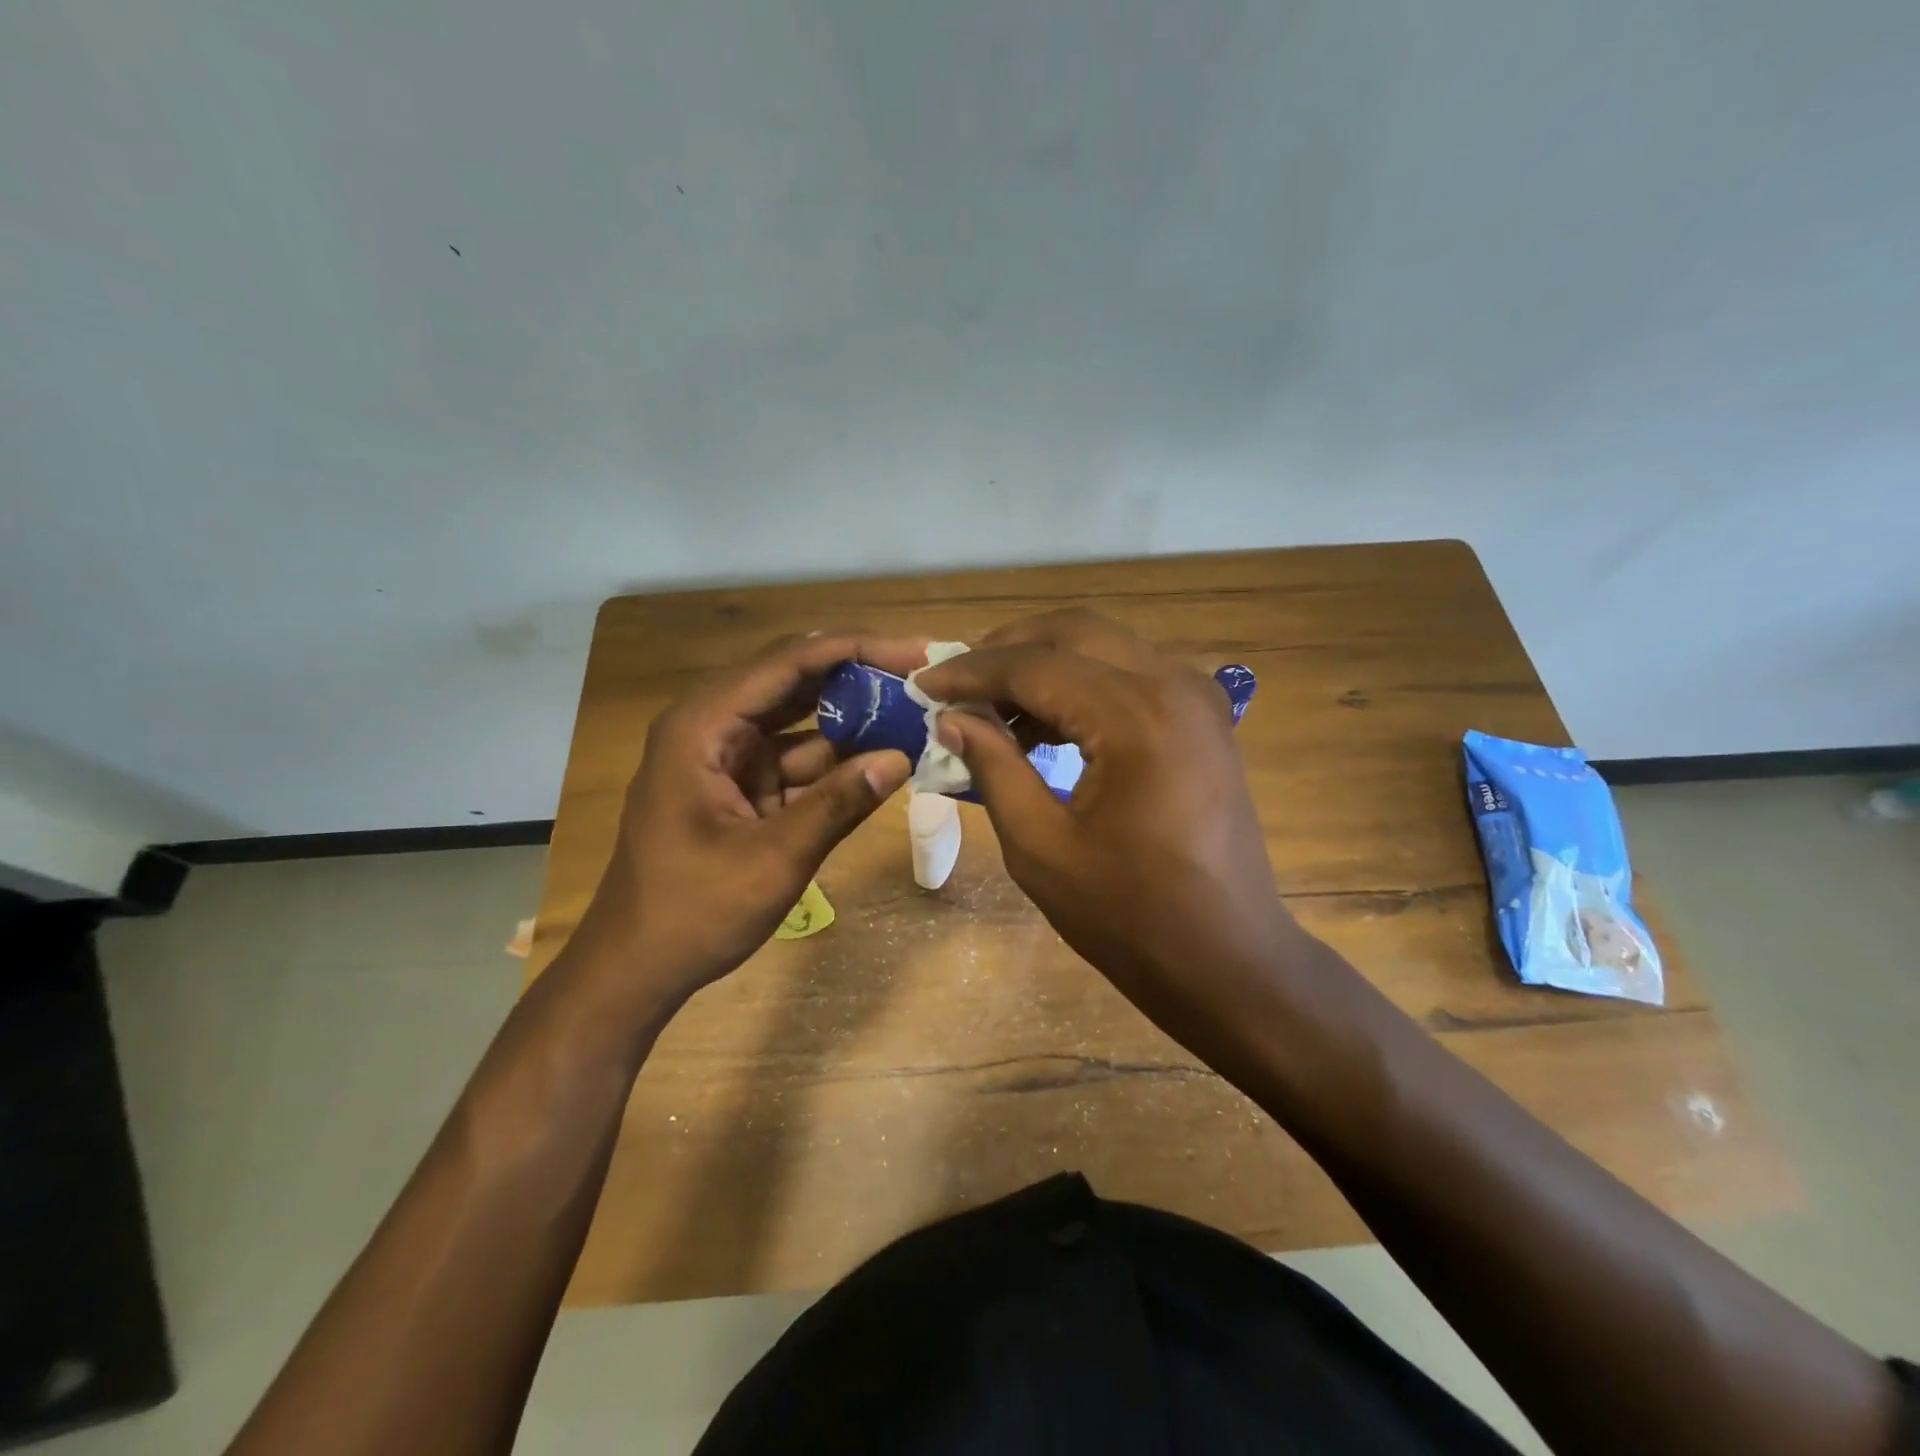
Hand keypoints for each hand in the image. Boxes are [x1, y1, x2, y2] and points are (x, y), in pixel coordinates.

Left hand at [573, 633, 922, 1008]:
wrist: (636, 968)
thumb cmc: (692, 912)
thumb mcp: (774, 859)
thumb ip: (838, 804)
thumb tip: (902, 758)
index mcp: (703, 727)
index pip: (788, 664)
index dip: (855, 650)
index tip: (914, 652)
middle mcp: (712, 727)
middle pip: (794, 682)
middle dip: (858, 677)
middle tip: (922, 675)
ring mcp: (727, 758)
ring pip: (801, 721)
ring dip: (853, 719)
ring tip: (915, 712)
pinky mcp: (742, 787)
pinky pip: (797, 760)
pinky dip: (837, 761)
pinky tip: (883, 758)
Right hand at [916, 611, 1298, 1038]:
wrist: (1226, 958)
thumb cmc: (1129, 915)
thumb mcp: (1041, 846)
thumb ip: (993, 767)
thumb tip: (952, 719)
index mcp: (1135, 716)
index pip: (1035, 665)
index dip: (971, 672)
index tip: (924, 685)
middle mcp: (1173, 685)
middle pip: (1074, 632)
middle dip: (1007, 649)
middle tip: (958, 686)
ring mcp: (1197, 697)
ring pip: (1104, 646)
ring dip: (1044, 664)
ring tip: (994, 709)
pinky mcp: (1203, 718)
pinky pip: (1131, 674)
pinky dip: (1082, 684)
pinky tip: (1048, 724)